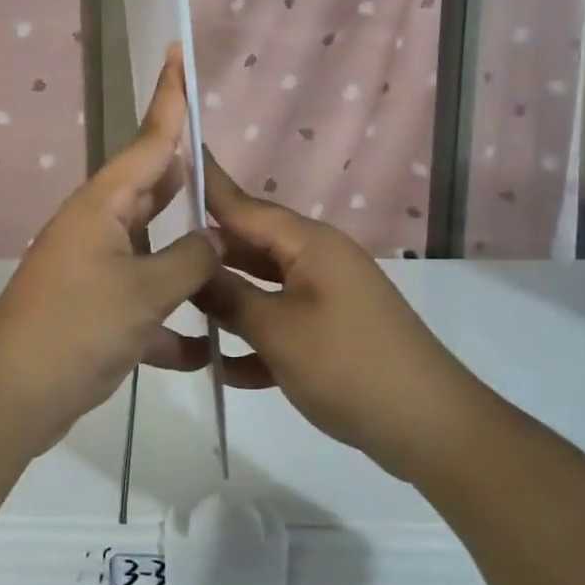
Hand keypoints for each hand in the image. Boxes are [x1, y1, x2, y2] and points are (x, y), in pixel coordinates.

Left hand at [0, 46, 219, 454]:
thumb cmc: (78, 328)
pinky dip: (169, 322)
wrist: (13, 397)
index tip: (178, 54)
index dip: (170, 98)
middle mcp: (97, 227)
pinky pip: (142, 302)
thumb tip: (214, 238)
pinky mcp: (94, 310)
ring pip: (152, 249)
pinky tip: (204, 351)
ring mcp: (93, 269)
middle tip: (224, 165)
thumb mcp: (146, 291)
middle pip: (152, 190)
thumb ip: (191, 258)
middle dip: (186, 179)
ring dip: (187, 259)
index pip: (149, 140)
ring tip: (231, 256)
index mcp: (104, 206)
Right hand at [196, 155, 469, 478]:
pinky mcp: (329, 332)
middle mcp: (316, 260)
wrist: (430, 428)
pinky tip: (221, 368)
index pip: (244, 205)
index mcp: (309, 244)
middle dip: (205, 255)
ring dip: (225, 302)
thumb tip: (191, 267)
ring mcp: (325, 297)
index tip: (171, 157)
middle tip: (154, 255)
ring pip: (261, 287)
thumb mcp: (277, 330)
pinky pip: (280, 323)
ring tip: (173, 309)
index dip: (207, 185)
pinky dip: (253, 340)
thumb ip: (228, 296)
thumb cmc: (348, 366)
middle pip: (249, 246)